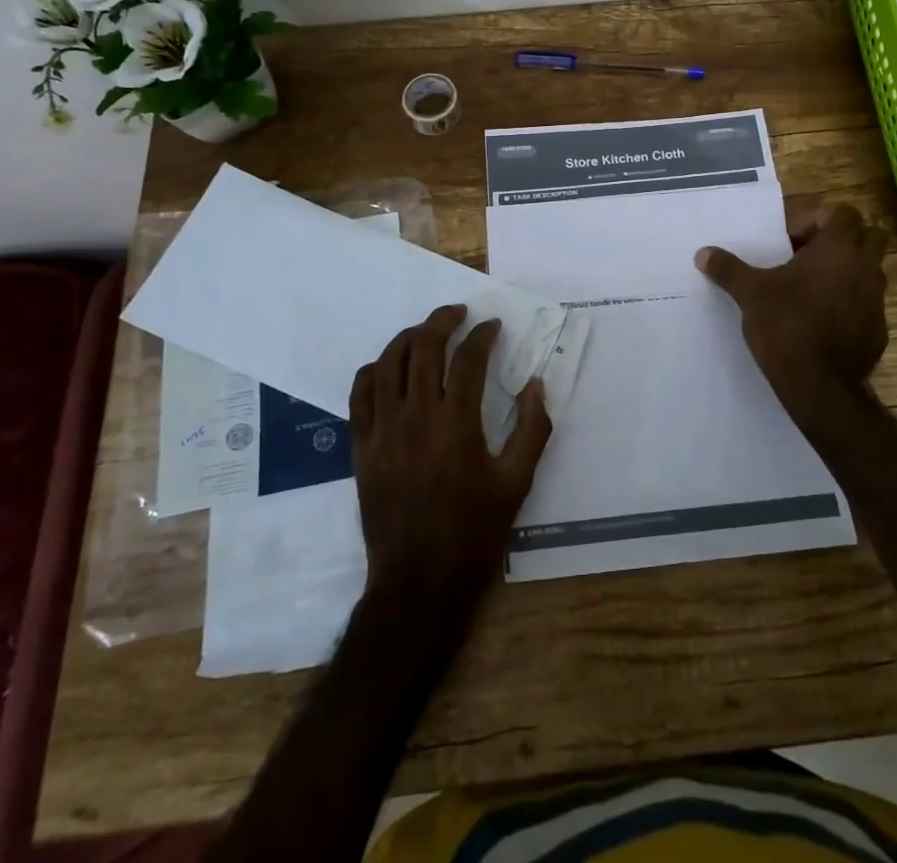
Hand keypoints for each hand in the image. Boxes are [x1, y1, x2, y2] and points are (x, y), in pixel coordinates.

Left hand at [349, 304, 552, 611]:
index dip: (482, 335)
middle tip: (459, 313)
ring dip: (408, 338)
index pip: (468, 359)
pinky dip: (374, 371)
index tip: (493, 327)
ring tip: (425, 332)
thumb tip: (537, 384)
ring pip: (388, 363)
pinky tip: (388, 368)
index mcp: (457, 424)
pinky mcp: (361, 447)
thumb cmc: (474, 534)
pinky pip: (360, 394)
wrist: (418, 584)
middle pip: (423, 348)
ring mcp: (383, 431)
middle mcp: (415, 417)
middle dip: (443, 321)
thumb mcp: (517, 483)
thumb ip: (533, 429)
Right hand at [696, 204, 890, 431]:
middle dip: (843, 241)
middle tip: (808, 257)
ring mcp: (877, 300)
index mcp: (838, 249)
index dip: (818, 220)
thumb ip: (728, 269)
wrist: (820, 385)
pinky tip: (821, 321)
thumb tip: (703, 253)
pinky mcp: (879, 330)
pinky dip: (850, 304)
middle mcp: (865, 268)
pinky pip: (868, 304)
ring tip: (811, 289)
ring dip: (847, 272)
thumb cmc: (786, 325)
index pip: (844, 213)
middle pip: (869, 236)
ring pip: (871, 271)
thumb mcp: (750, 294)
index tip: (791, 241)